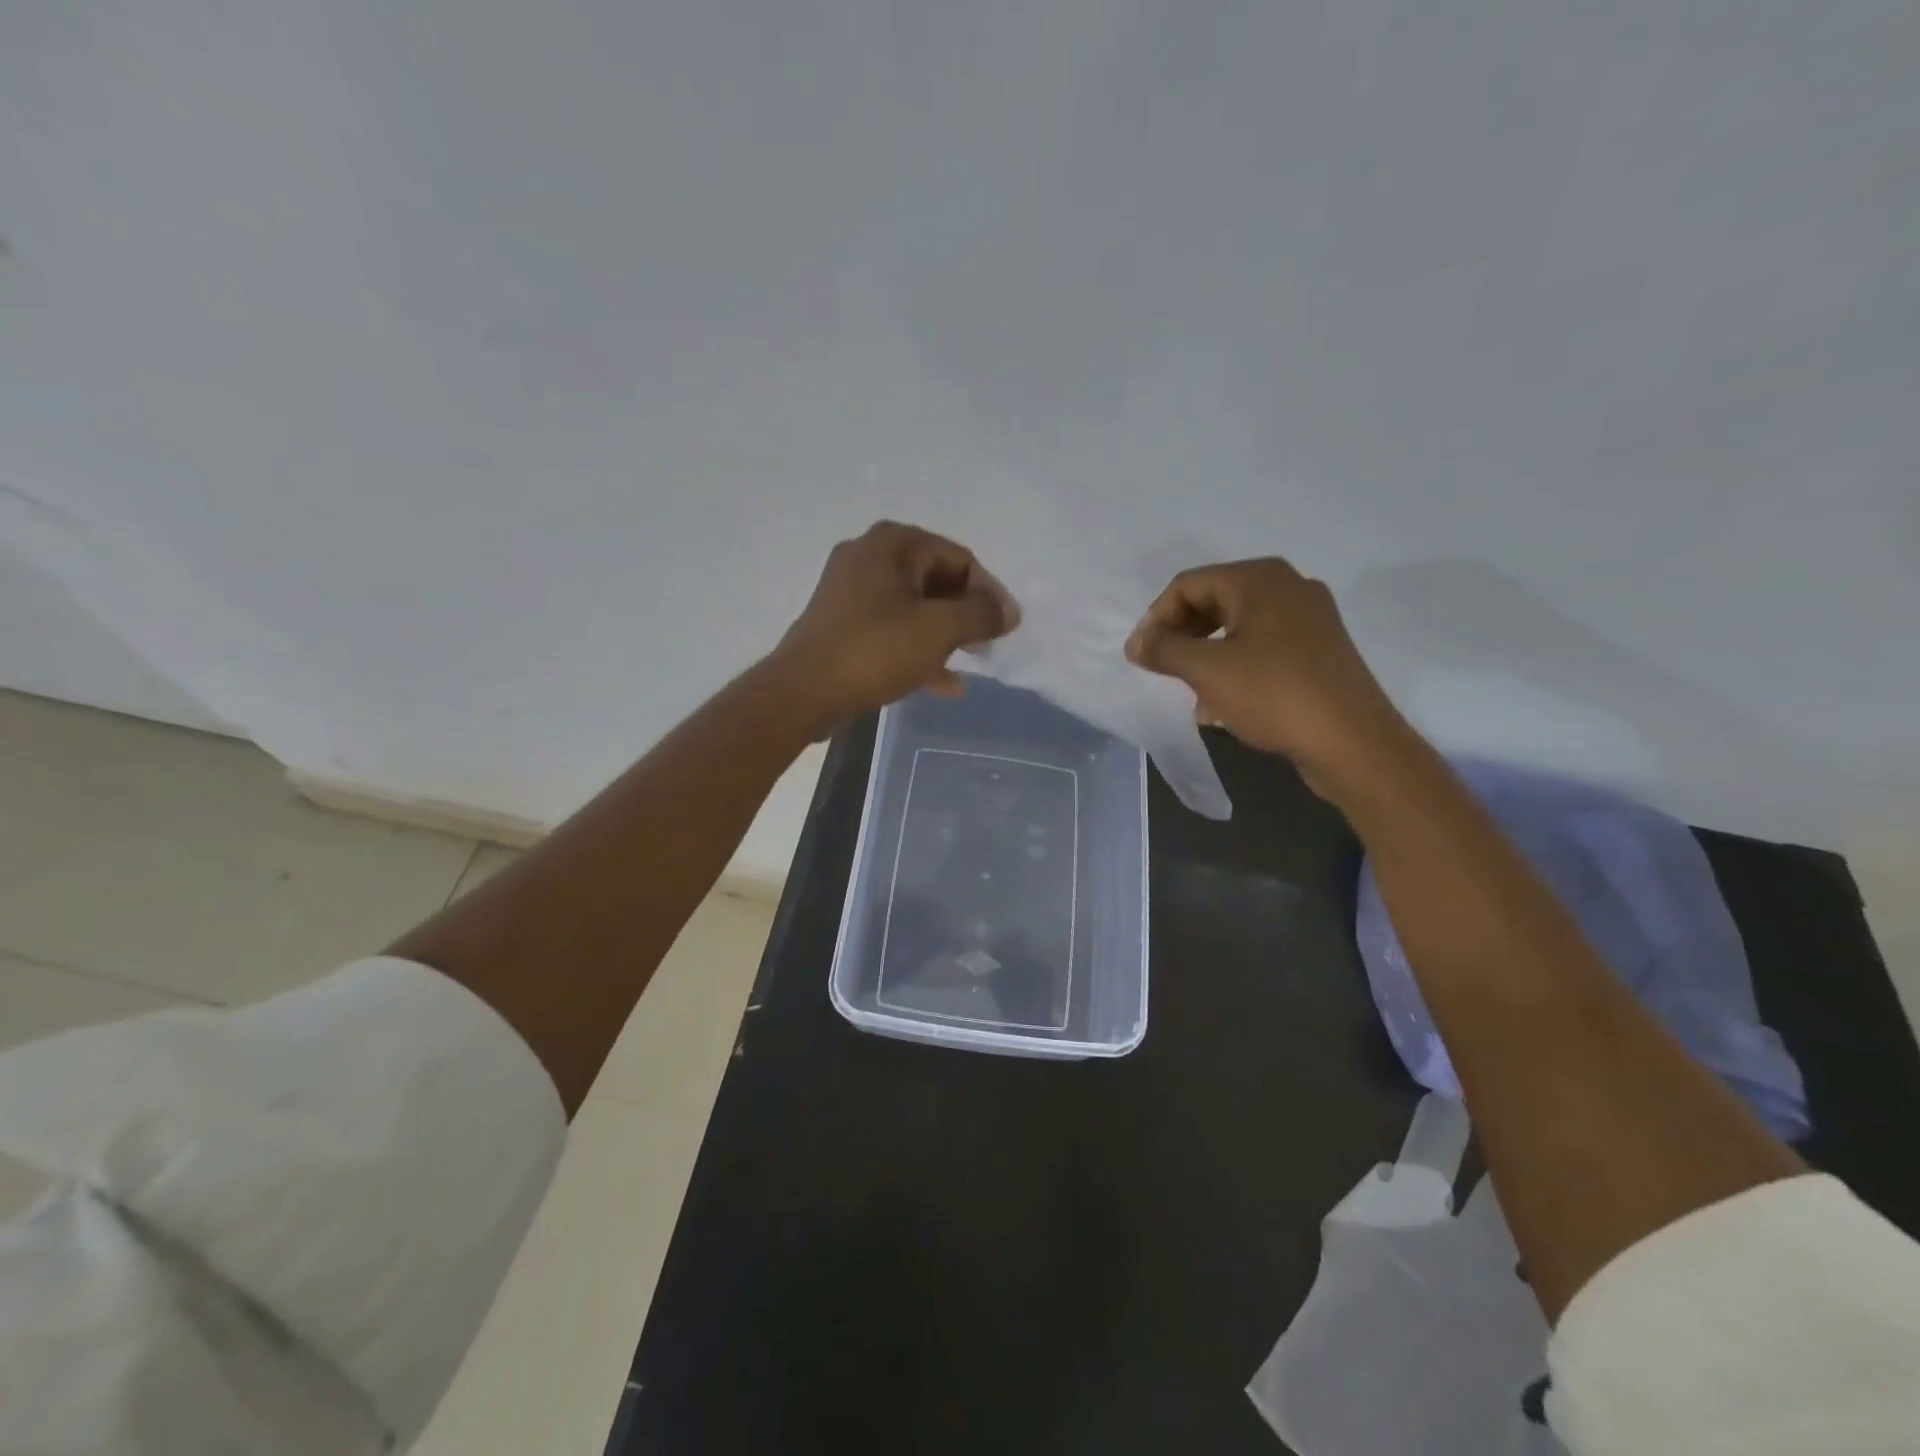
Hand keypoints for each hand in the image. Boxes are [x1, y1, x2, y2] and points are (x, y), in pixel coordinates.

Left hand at [771, 521, 1018, 732]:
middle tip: (990, 644)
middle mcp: (869, 557)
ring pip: (915, 608)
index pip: (958, 557)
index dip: (989, 591)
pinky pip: (893, 630)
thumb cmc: (875, 650)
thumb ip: (981, 614)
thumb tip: (1009, 611)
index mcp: (892, 544)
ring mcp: (852, 592)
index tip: (1006, 626)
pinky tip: (946, 682)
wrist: (803, 692)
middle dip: (967, 613)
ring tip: (973, 661)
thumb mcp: (938, 629)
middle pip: (936, 580)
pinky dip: (920, 649)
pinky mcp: (843, 626)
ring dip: (946, 634)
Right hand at [1124, 557, 1402, 787]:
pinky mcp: (1319, 649)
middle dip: (1181, 635)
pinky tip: (1222, 702)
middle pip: (1214, 601)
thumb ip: (1164, 650)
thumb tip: (1135, 643)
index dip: (1156, 618)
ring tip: (1190, 690)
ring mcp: (1309, 618)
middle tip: (1162, 669)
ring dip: (1205, 654)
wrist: (1352, 742)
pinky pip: (1262, 646)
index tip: (1141, 656)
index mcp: (1259, 579)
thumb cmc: (1273, 694)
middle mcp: (1287, 587)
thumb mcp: (1207, 671)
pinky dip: (1234, 665)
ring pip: (1237, 626)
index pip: (1188, 585)